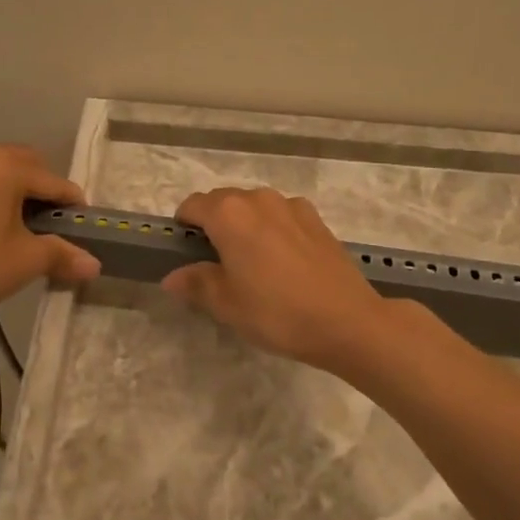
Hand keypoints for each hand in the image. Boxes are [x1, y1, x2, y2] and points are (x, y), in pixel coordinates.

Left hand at [0, 143, 99, 343]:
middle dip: (41, 191)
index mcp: (5, 164)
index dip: (72, 206)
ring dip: (10, 190)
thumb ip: (62, 255)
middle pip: (23, 165)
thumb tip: (94, 265)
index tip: (82, 228)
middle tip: (47, 226)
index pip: (54, 182)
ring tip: (13, 225)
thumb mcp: (24, 262)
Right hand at [162, 187, 390, 373]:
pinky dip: (273, 230)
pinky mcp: (316, 219)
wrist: (346, 320)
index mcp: (229, 214)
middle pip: (223, 202)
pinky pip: (281, 216)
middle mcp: (259, 198)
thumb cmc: (276, 312)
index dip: (183, 227)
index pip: (192, 206)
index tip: (185, 254)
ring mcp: (292, 206)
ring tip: (252, 265)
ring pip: (254, 208)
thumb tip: (172, 276)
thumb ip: (195, 284)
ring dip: (245, 226)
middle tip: (216, 266)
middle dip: (213, 225)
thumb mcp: (226, 305)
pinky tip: (283, 263)